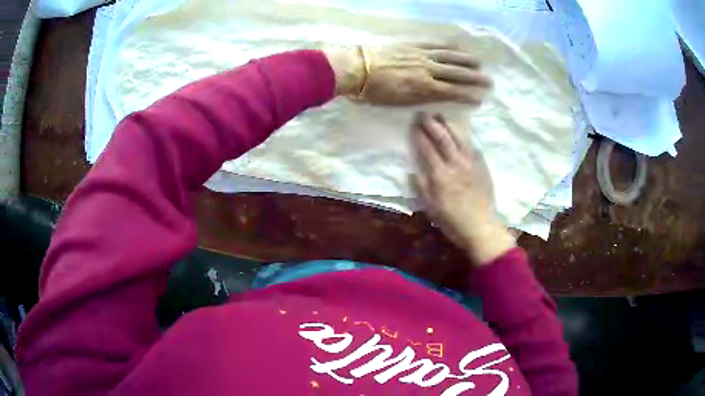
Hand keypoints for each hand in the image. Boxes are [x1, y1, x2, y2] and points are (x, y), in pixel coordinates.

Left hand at [324, 44, 491, 104]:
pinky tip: (458, 46)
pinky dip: (448, 46)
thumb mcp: (397, 103)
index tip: (479, 99)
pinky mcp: (412, 45)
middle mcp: (426, 70)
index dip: (466, 96)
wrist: (355, 69)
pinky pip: (434, 45)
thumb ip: (418, 99)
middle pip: (455, 74)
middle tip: (489, 81)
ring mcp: (420, 55)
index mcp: (422, 88)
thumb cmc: (373, 92)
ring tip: (479, 63)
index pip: (451, 92)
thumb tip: (434, 97)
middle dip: (473, 78)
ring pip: (448, 57)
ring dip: (465, 60)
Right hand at [412, 112, 514, 266]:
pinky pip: (472, 147)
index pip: (427, 149)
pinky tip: (461, 133)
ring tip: (442, 115)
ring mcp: (471, 163)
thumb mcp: (431, 208)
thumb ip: (422, 186)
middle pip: (443, 138)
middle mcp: (456, 164)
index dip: (419, 136)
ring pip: (459, 138)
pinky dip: (464, 137)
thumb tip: (413, 170)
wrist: (481, 227)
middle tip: (424, 113)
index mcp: (441, 175)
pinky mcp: (482, 166)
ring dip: (449, 124)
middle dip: (432, 124)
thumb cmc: (452, 220)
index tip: (413, 125)